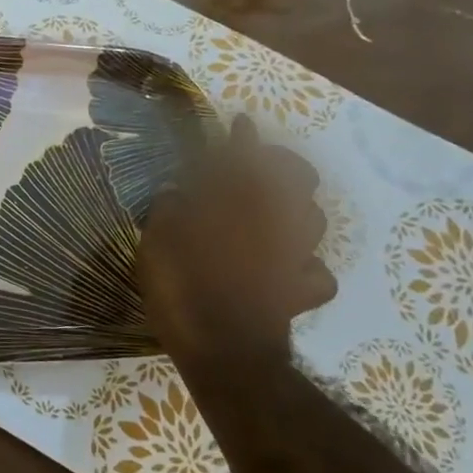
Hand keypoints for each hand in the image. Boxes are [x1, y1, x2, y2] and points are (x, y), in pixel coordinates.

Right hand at [138, 116, 336, 367]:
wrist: (224, 351)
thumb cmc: (184, 287)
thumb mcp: (157, 240)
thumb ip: (168, 210)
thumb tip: (176, 195)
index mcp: (236, 203)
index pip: (244, 157)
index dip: (242, 138)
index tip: (241, 121)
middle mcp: (274, 221)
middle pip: (297, 179)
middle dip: (282, 165)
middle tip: (259, 165)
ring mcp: (294, 255)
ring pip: (315, 219)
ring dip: (298, 207)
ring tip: (275, 209)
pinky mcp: (302, 289)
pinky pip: (315, 270)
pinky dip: (305, 264)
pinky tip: (289, 265)